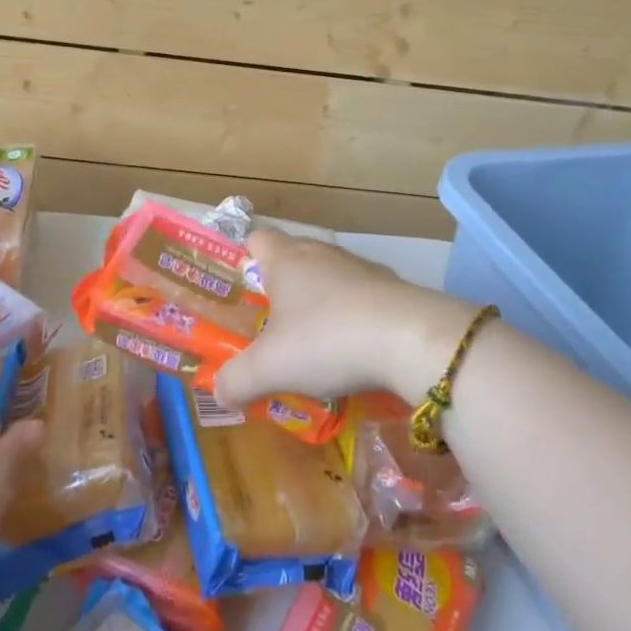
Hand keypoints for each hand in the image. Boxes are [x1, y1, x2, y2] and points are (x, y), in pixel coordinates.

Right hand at [215, 229, 479, 407]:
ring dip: (318, 305)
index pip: (255, 238)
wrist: (411, 340)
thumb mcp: (270, 368)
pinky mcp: (392, 289)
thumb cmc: (326, 340)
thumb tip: (219, 392)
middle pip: (292, 258)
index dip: (242, 257)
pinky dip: (351, 319)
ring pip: (328, 279)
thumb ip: (237, 380)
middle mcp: (321, 253)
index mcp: (286, 259)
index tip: (237, 288)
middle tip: (266, 325)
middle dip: (278, 288)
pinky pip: (360, 299)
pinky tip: (352, 352)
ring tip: (310, 344)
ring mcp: (361, 268)